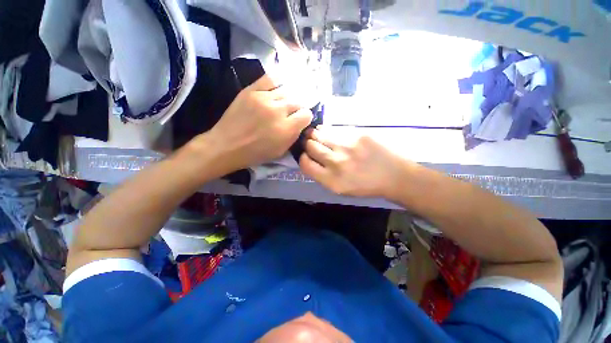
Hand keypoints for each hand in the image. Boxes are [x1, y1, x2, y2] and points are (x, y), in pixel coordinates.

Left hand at [200, 75, 312, 172]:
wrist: (227, 145)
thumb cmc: (255, 153)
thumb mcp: (280, 151)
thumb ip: (293, 135)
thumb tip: (300, 122)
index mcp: (286, 129)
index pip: (306, 114)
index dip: (305, 117)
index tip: (300, 120)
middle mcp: (278, 111)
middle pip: (299, 101)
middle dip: (298, 107)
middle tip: (293, 112)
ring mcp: (264, 98)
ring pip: (287, 90)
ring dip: (289, 97)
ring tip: (285, 102)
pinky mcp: (251, 90)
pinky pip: (271, 78)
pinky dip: (279, 80)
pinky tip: (281, 85)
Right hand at [299, 127, 410, 198]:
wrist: (394, 176)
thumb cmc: (365, 186)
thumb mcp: (340, 189)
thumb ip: (322, 175)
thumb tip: (310, 159)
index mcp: (331, 180)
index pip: (305, 164)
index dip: (302, 158)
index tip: (306, 156)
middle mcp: (337, 162)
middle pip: (310, 146)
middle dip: (308, 144)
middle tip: (311, 143)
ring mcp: (348, 146)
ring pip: (320, 134)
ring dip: (315, 135)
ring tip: (317, 135)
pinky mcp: (358, 135)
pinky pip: (335, 130)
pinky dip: (329, 131)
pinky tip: (332, 134)